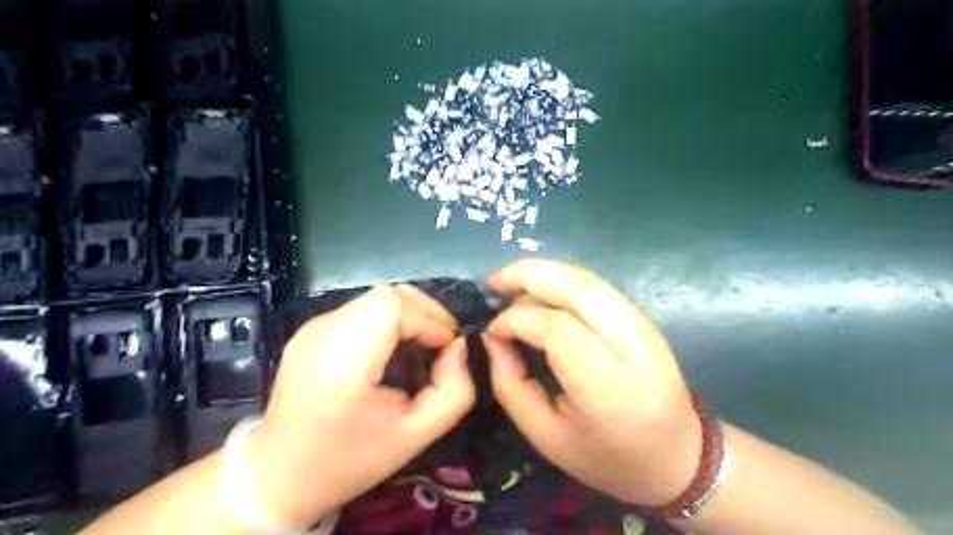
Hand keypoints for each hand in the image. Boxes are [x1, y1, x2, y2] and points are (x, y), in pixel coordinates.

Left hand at [243, 287, 472, 527]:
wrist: (278, 476)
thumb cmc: (348, 460)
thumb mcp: (415, 436)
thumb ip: (453, 391)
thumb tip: (458, 347)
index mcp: (343, 360)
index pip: (393, 305)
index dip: (429, 318)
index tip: (447, 347)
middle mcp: (323, 332)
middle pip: (387, 294)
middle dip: (425, 312)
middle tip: (441, 344)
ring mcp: (313, 327)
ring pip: (376, 299)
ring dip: (409, 315)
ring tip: (421, 346)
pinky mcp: (312, 330)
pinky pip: (362, 310)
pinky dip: (388, 321)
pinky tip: (393, 350)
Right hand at [486, 262, 696, 507]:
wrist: (677, 458)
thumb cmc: (605, 457)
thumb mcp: (544, 436)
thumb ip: (510, 385)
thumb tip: (493, 337)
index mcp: (609, 386)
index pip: (557, 327)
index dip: (517, 319)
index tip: (493, 331)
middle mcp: (633, 345)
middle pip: (577, 288)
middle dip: (528, 275)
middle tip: (493, 281)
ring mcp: (644, 326)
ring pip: (588, 280)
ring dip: (544, 272)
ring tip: (511, 280)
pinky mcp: (644, 319)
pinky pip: (596, 288)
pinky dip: (562, 281)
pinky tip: (540, 290)